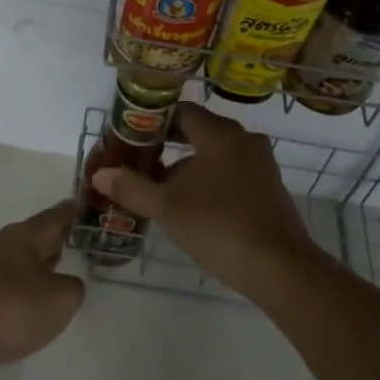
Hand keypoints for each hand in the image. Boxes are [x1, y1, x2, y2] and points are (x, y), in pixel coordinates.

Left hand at [0, 201, 85, 379]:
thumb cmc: (12, 310)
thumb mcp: (60, 300)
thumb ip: (72, 287)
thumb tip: (65, 283)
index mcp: (25, 236)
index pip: (55, 216)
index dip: (72, 211)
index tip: (84, 204)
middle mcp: (3, 244)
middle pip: (36, 235)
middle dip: (55, 237)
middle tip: (76, 238)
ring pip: (20, 259)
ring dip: (38, 263)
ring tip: (57, 270)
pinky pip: (7, 281)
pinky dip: (22, 285)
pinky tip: (29, 302)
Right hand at [90, 103, 322, 299]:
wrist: (279, 268)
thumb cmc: (218, 226)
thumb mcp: (167, 207)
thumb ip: (132, 187)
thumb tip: (100, 174)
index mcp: (219, 133)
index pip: (182, 111)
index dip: (154, 120)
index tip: (131, 135)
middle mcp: (243, 140)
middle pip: (199, 131)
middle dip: (168, 144)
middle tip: (140, 160)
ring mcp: (260, 165)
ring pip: (215, 154)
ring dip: (188, 165)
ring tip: (160, 186)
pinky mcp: (269, 189)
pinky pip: (231, 172)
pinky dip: (209, 180)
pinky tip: (192, 205)